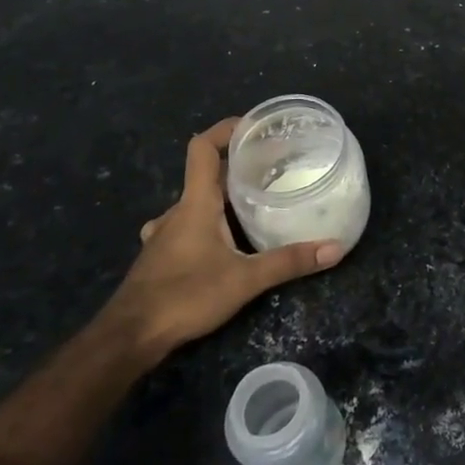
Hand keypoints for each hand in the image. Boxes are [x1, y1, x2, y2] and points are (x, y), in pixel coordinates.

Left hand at [105, 117, 345, 362]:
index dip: (225, 130)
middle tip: (271, 168)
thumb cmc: (185, 296)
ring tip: (252, 203)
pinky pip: (186, 226)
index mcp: (195, 203)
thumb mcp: (244, 280)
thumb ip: (289, 262)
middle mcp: (176, 211)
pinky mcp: (159, 257)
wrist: (129, 337)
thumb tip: (335, 248)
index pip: (202, 148)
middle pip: (204, 174)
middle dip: (236, 166)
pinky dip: (206, 223)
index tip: (254, 127)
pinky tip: (223, 241)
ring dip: (220, 197)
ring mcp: (163, 235)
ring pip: (194, 203)